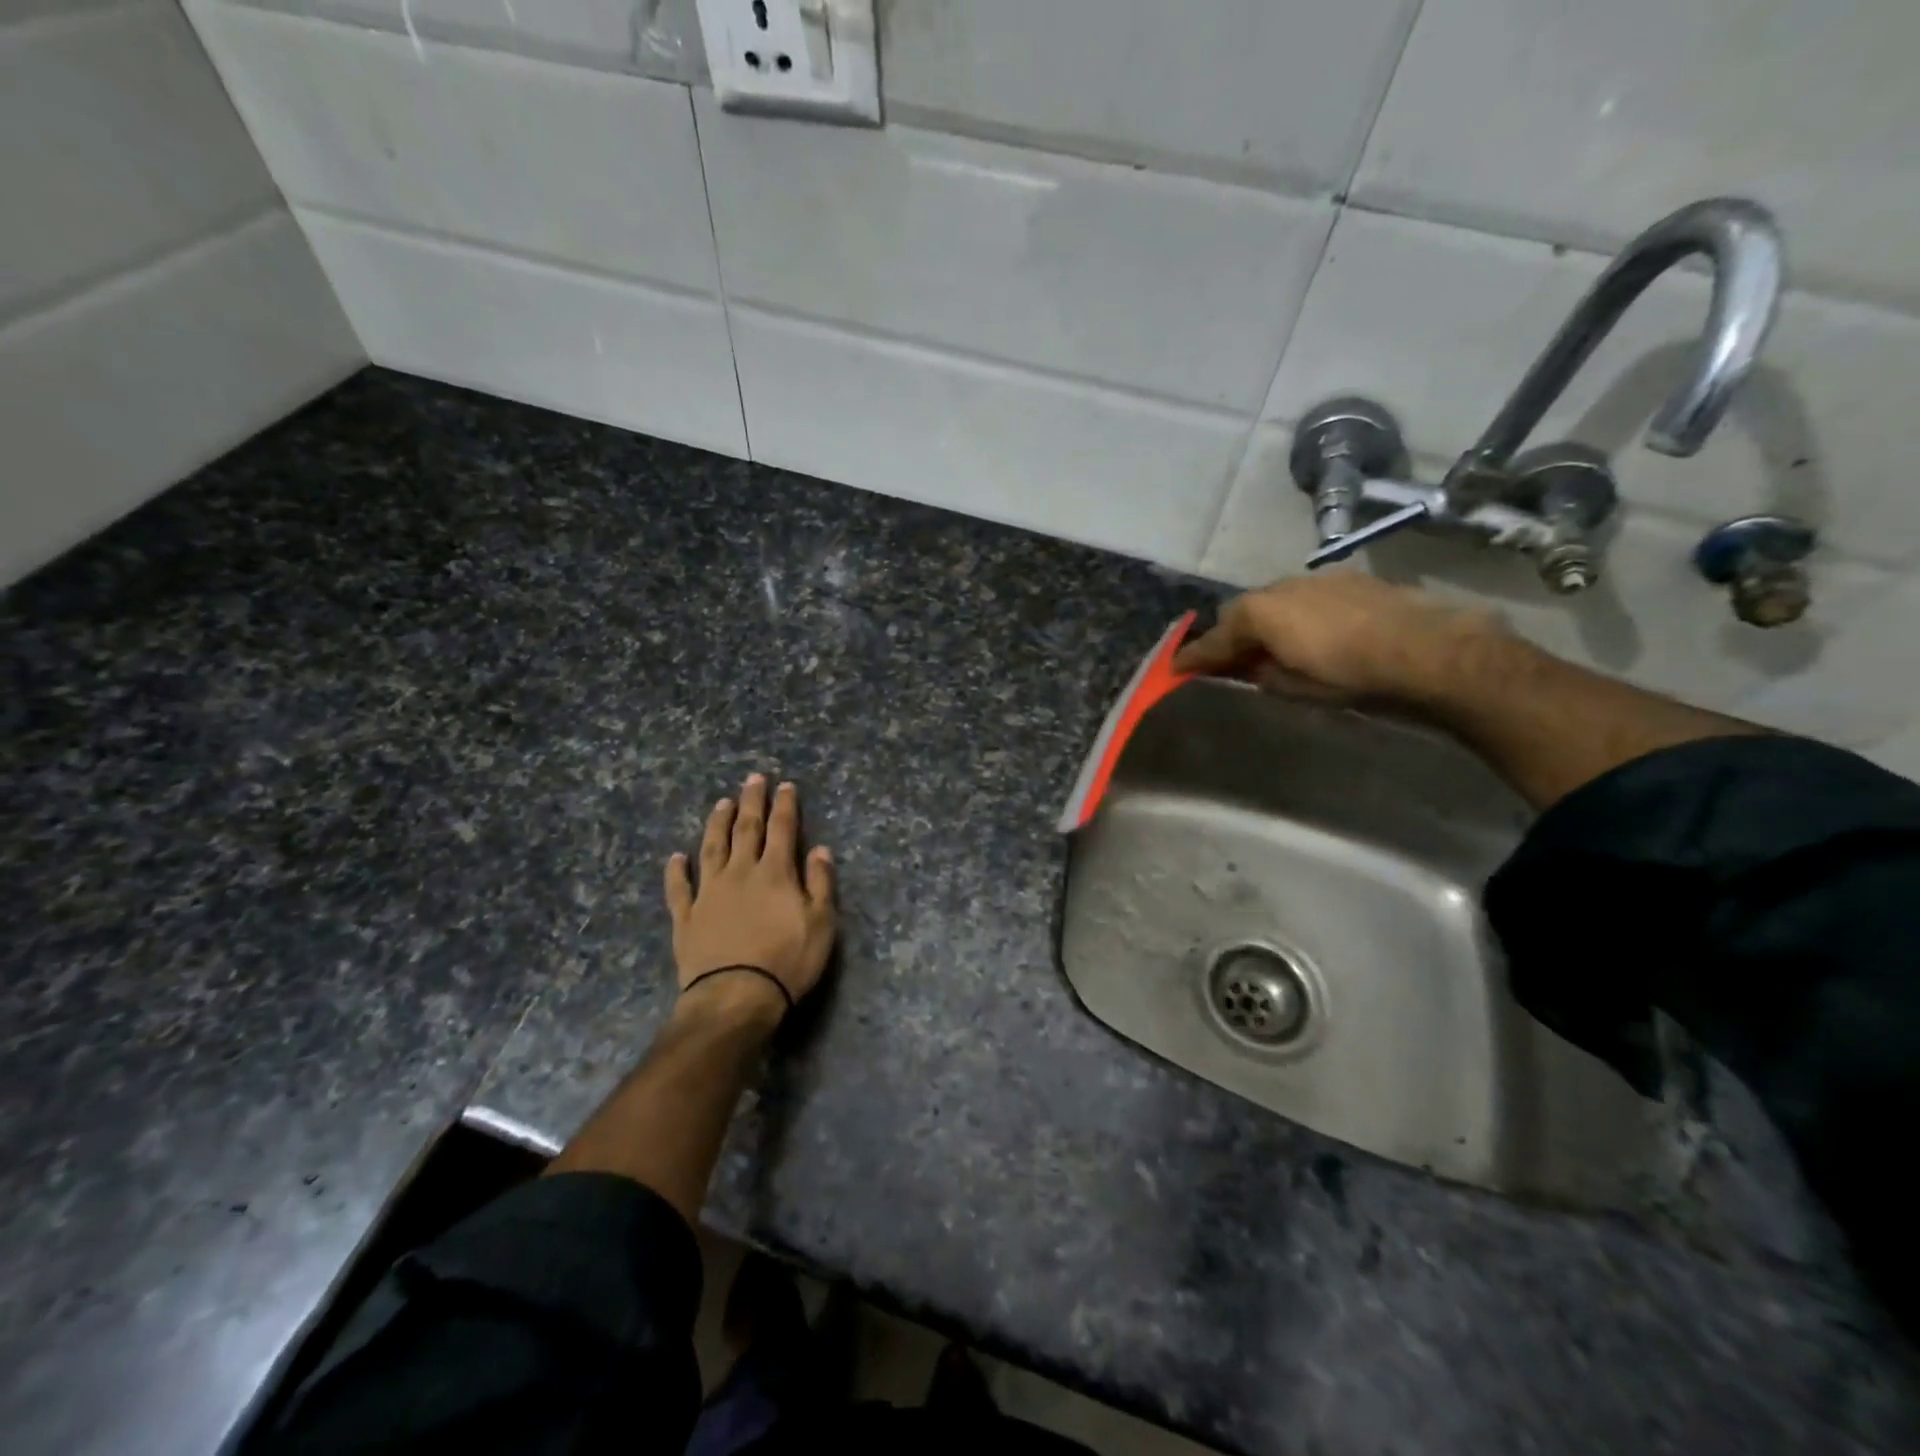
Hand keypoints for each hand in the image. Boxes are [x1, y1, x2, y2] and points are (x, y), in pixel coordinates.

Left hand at [665, 775, 836, 1014]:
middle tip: (753, 778)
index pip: (782, 829)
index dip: (785, 806)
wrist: (735, 996)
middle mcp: (740, 873)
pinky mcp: (686, 917)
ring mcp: (709, 893)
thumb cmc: (787, 961)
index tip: (786, 786)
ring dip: (717, 824)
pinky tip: (675, 857)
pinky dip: (676, 871)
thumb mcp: (821, 923)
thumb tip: (821, 849)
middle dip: (751, 802)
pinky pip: (679, 888)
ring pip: (712, 848)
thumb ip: (820, 883)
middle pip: (746, 829)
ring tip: (721, 803)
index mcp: (775, 873)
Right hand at [1172, 571, 1501, 702]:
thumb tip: (1251, 667)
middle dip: (1231, 634)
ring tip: (1275, 646)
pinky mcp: (1349, 579)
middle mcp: (1281, 587)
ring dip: (1266, 621)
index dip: (1194, 657)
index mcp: (1259, 613)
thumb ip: (1262, 674)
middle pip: (1241, 610)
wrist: (1429, 649)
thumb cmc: (1352, 676)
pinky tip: (1316, 633)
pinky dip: (1298, 614)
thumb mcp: (1296, 687)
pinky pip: (1306, 597)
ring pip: (1275, 600)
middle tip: (1230, 660)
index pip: (1215, 639)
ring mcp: (1316, 578)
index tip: (1175, 669)